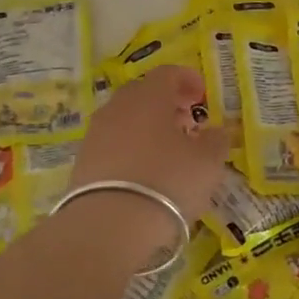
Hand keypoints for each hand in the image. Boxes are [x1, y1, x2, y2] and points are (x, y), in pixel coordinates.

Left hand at [70, 64, 229, 227]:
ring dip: (147, 127)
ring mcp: (96, 134)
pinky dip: (130, 149)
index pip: (168, 73)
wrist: (108, 225)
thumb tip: (216, 131)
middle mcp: (118, 107)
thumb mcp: (207, 162)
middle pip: (143, 93)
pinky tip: (143, 172)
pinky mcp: (83, 161)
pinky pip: (112, 144)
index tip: (201, 95)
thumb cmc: (167, 181)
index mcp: (149, 96)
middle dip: (166, 103)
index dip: (187, 80)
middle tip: (186, 120)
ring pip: (125, 119)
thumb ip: (216, 141)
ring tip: (167, 150)